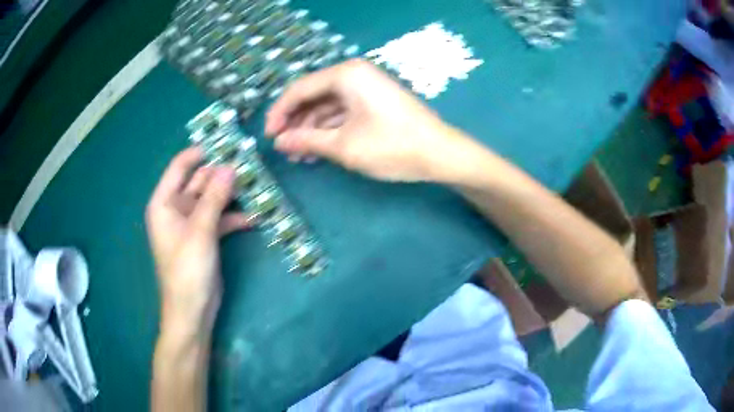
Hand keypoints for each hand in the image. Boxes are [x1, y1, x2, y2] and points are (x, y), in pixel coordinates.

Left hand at [145, 147, 250, 335]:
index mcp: (164, 202)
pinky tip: (256, 216)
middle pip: (199, 181)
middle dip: (222, 173)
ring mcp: (192, 223)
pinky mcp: (206, 236)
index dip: (201, 152)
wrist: (192, 311)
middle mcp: (176, 208)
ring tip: (257, 185)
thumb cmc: (187, 270)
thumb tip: (231, 167)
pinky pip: (220, 218)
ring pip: (213, 199)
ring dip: (232, 194)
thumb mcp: (200, 231)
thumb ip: (214, 198)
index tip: (226, 142)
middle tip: (249, 163)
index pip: (180, 166)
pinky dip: (235, 216)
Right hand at [265, 59, 474, 181]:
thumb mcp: (344, 146)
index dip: (280, 113)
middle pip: (313, 96)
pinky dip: (329, 130)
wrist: (440, 154)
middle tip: (283, 148)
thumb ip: (307, 141)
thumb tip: (280, 141)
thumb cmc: (392, 146)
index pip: (300, 89)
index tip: (268, 135)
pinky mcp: (374, 102)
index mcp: (346, 75)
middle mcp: (354, 75)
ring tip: (298, 155)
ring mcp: (366, 88)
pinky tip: (318, 150)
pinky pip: (343, 112)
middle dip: (296, 123)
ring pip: (327, 106)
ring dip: (311, 130)